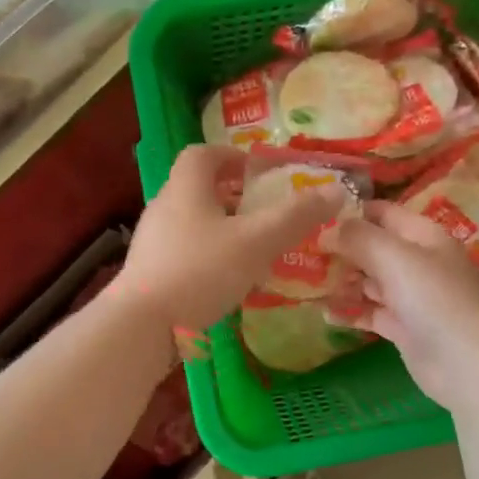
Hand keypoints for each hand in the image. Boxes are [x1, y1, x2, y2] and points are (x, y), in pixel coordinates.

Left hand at [117, 145, 345, 339]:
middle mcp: (164, 207)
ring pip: (192, 222)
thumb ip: (296, 216)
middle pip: (198, 188)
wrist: (142, 325)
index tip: (259, 171)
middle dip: (233, 195)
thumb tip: (335, 190)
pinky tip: (229, 280)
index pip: (203, 154)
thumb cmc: (201, 271)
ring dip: (222, 228)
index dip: (232, 156)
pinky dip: (209, 256)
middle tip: (265, 211)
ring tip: (254, 247)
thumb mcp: (257, 241)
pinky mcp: (150, 273)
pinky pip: (185, 252)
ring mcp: (153, 242)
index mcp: (185, 187)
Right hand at [326, 202, 478, 411]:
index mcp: (423, 235)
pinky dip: (350, 310)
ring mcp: (411, 295)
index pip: (381, 213)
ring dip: (341, 281)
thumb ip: (359, 237)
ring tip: (307, 284)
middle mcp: (418, 260)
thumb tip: (328, 228)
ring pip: (369, 280)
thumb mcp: (395, 258)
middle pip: (372, 247)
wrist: (468, 365)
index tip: (311, 218)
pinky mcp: (404, 326)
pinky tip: (324, 312)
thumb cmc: (434, 300)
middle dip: (340, 250)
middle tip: (301, 254)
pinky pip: (371, 311)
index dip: (349, 212)